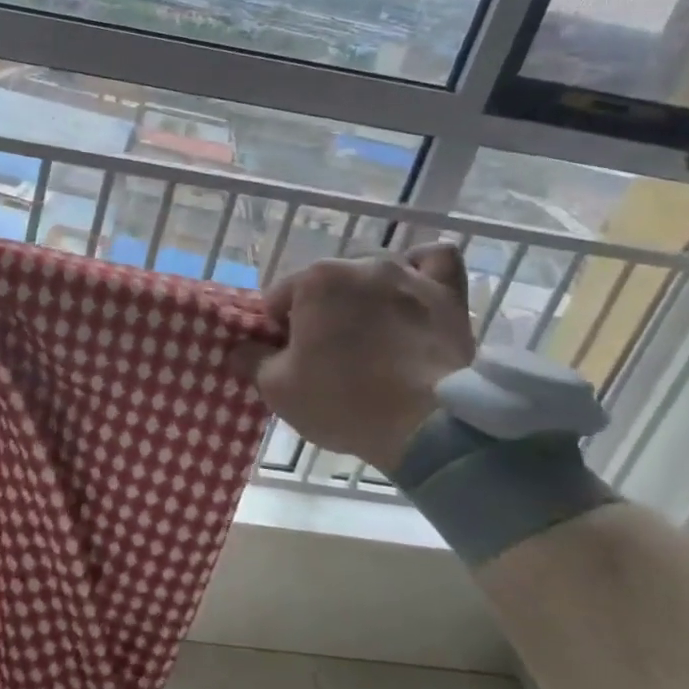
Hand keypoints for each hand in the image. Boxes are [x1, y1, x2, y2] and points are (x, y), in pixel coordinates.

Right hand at [239, 244, 474, 472]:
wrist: (427, 427)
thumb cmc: (342, 401)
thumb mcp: (277, 389)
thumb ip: (251, 359)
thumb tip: (239, 348)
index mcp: (314, 280)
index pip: (279, 300)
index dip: (278, 332)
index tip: (288, 360)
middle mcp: (360, 264)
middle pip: (325, 286)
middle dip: (320, 313)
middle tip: (327, 356)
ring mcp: (408, 275)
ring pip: (373, 272)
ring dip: (364, 295)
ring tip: (370, 333)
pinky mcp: (449, 294)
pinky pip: (434, 261)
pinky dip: (419, 271)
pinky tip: (411, 290)